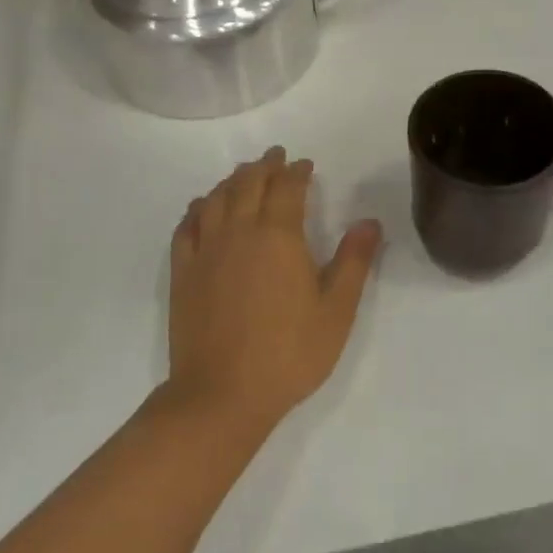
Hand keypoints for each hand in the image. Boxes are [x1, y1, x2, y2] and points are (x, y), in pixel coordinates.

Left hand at [165, 147, 382, 436]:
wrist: (222, 394)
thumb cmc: (289, 353)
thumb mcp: (336, 311)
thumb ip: (354, 261)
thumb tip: (369, 221)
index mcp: (279, 236)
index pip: (287, 188)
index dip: (296, 172)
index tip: (304, 165)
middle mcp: (239, 232)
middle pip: (248, 184)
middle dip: (264, 166)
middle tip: (275, 157)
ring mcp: (206, 251)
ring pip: (216, 199)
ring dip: (232, 180)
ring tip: (243, 175)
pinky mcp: (183, 273)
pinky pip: (187, 227)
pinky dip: (198, 209)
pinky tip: (202, 208)